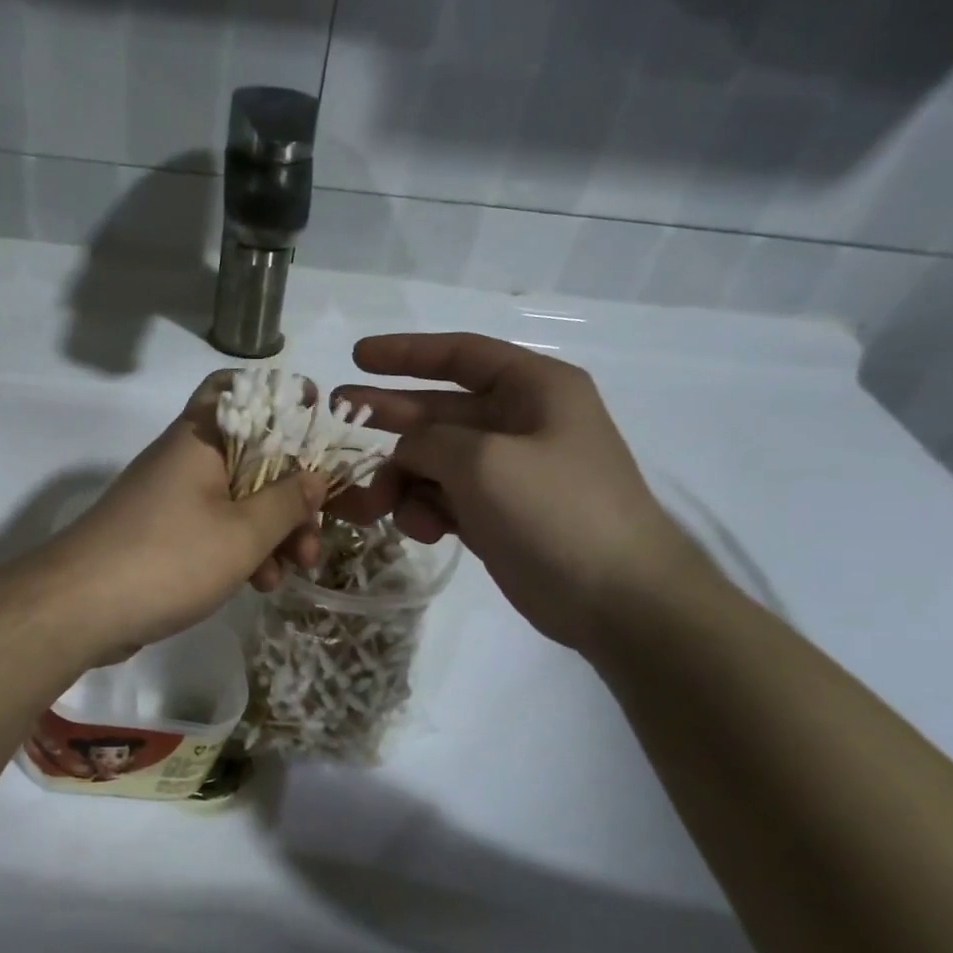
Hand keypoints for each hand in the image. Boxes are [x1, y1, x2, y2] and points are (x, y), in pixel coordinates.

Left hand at [39, 372, 325, 657]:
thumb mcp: (242, 534)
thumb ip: (286, 503)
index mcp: (202, 439)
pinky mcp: (162, 535)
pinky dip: (240, 550)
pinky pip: (214, 529)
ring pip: (237, 499)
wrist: (78, 609)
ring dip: (270, 531)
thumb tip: (315, 477)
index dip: (283, 399)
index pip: (241, 390)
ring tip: (292, 571)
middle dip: (290, 495)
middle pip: (252, 457)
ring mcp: (171, 498)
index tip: (319, 424)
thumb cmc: (168, 559)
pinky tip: (259, 585)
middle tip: (312, 536)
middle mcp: (185, 460)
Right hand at [334, 332, 715, 653]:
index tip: (358, 357)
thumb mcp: (482, 461)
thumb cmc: (555, 511)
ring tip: (373, 505)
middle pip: (439, 410)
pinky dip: (425, 510)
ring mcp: (508, 473)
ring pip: (434, 461)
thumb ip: (429, 441)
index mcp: (534, 389)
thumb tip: (406, 451)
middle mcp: (521, 423)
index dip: (406, 353)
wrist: (615, 598)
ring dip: (402, 480)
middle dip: (389, 415)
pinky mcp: (497, 515)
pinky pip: (445, 498)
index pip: (461, 354)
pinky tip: (421, 530)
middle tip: (337, 413)